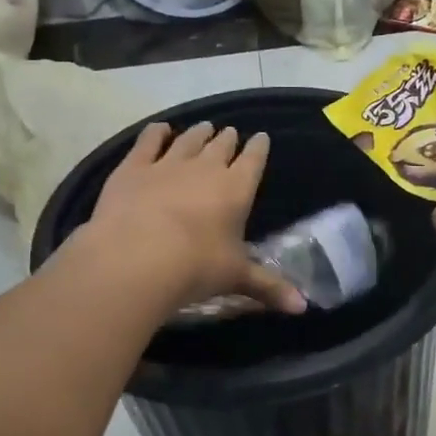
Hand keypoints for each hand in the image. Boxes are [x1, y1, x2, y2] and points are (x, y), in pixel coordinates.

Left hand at [84, 122, 306, 314]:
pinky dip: (156, 133)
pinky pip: (148, 142)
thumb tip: (303, 307)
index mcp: (237, 189)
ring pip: (188, 140)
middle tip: (230, 133)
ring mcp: (167, 164)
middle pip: (221, 146)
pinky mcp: (133, 167)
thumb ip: (269, 287)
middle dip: (228, 139)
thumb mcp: (236, 278)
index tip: (261, 138)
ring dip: (198, 133)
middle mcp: (205, 168)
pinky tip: (160, 129)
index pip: (253, 160)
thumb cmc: (196, 267)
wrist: (135, 258)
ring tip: (204, 128)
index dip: (259, 148)